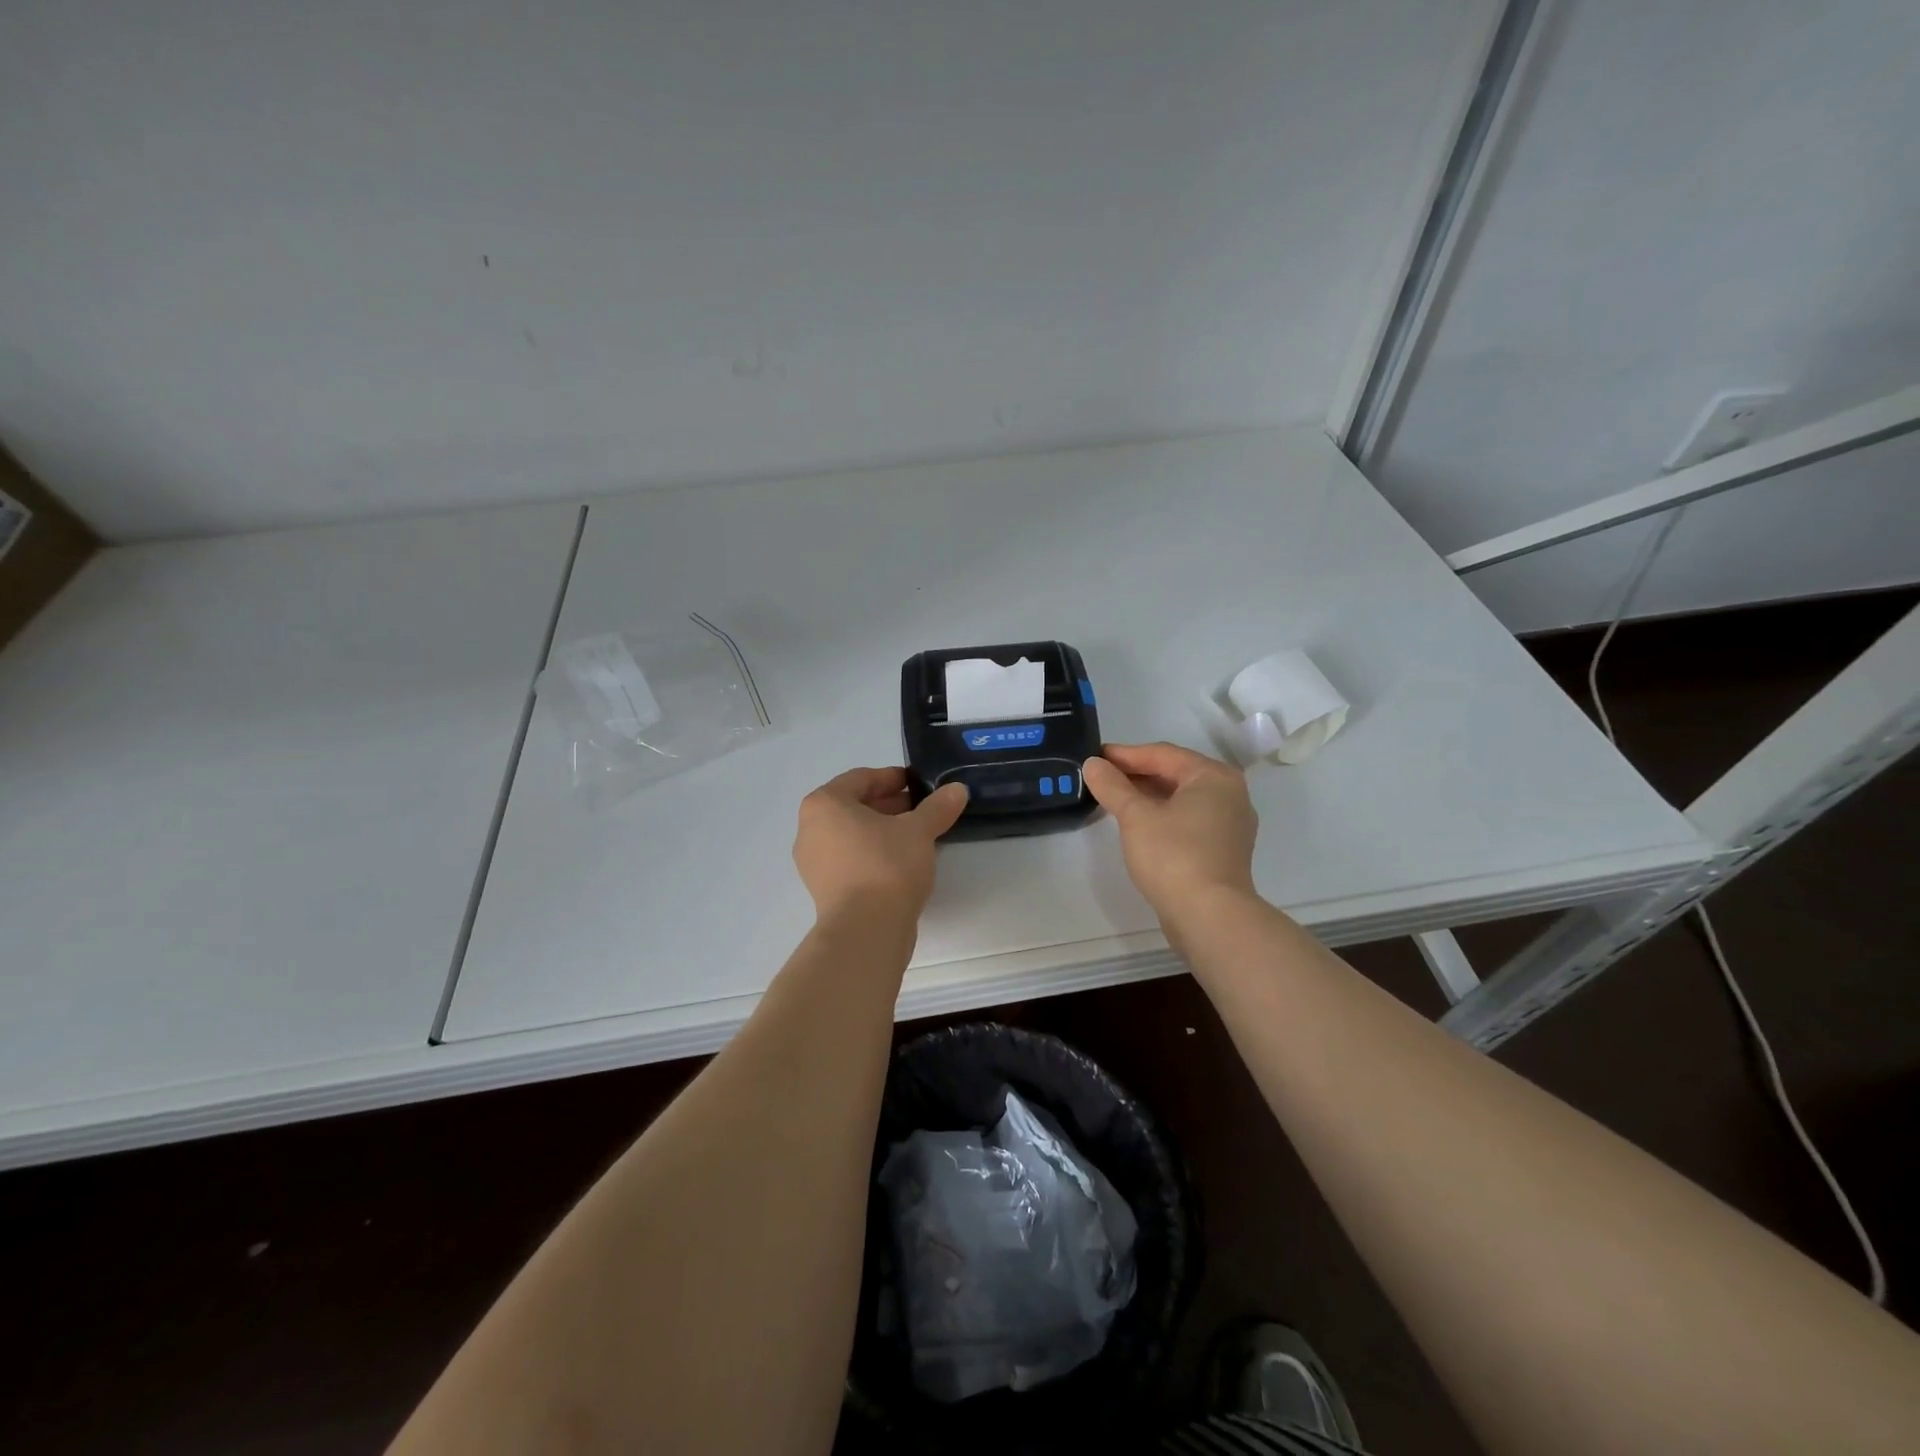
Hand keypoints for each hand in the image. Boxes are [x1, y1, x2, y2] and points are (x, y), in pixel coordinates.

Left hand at [793, 767, 968, 921]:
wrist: (866, 931)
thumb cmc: (886, 866)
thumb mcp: (919, 830)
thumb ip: (937, 807)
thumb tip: (957, 790)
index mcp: (824, 804)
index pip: (861, 778)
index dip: (893, 778)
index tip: (919, 784)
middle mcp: (810, 829)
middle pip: (854, 806)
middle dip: (890, 805)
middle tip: (923, 810)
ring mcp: (814, 863)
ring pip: (853, 835)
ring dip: (883, 831)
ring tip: (917, 837)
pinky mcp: (824, 890)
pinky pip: (851, 860)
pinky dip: (874, 854)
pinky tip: (903, 863)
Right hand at [1082, 742, 1258, 918]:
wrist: (1209, 917)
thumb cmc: (1174, 856)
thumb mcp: (1136, 816)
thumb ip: (1112, 786)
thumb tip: (1093, 764)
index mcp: (1214, 777)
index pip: (1163, 754)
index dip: (1125, 755)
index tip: (1095, 757)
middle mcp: (1229, 795)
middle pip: (1175, 774)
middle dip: (1137, 775)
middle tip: (1101, 777)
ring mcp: (1230, 825)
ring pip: (1181, 799)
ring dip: (1148, 796)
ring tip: (1114, 799)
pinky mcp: (1223, 851)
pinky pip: (1188, 821)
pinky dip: (1163, 816)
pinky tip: (1138, 825)